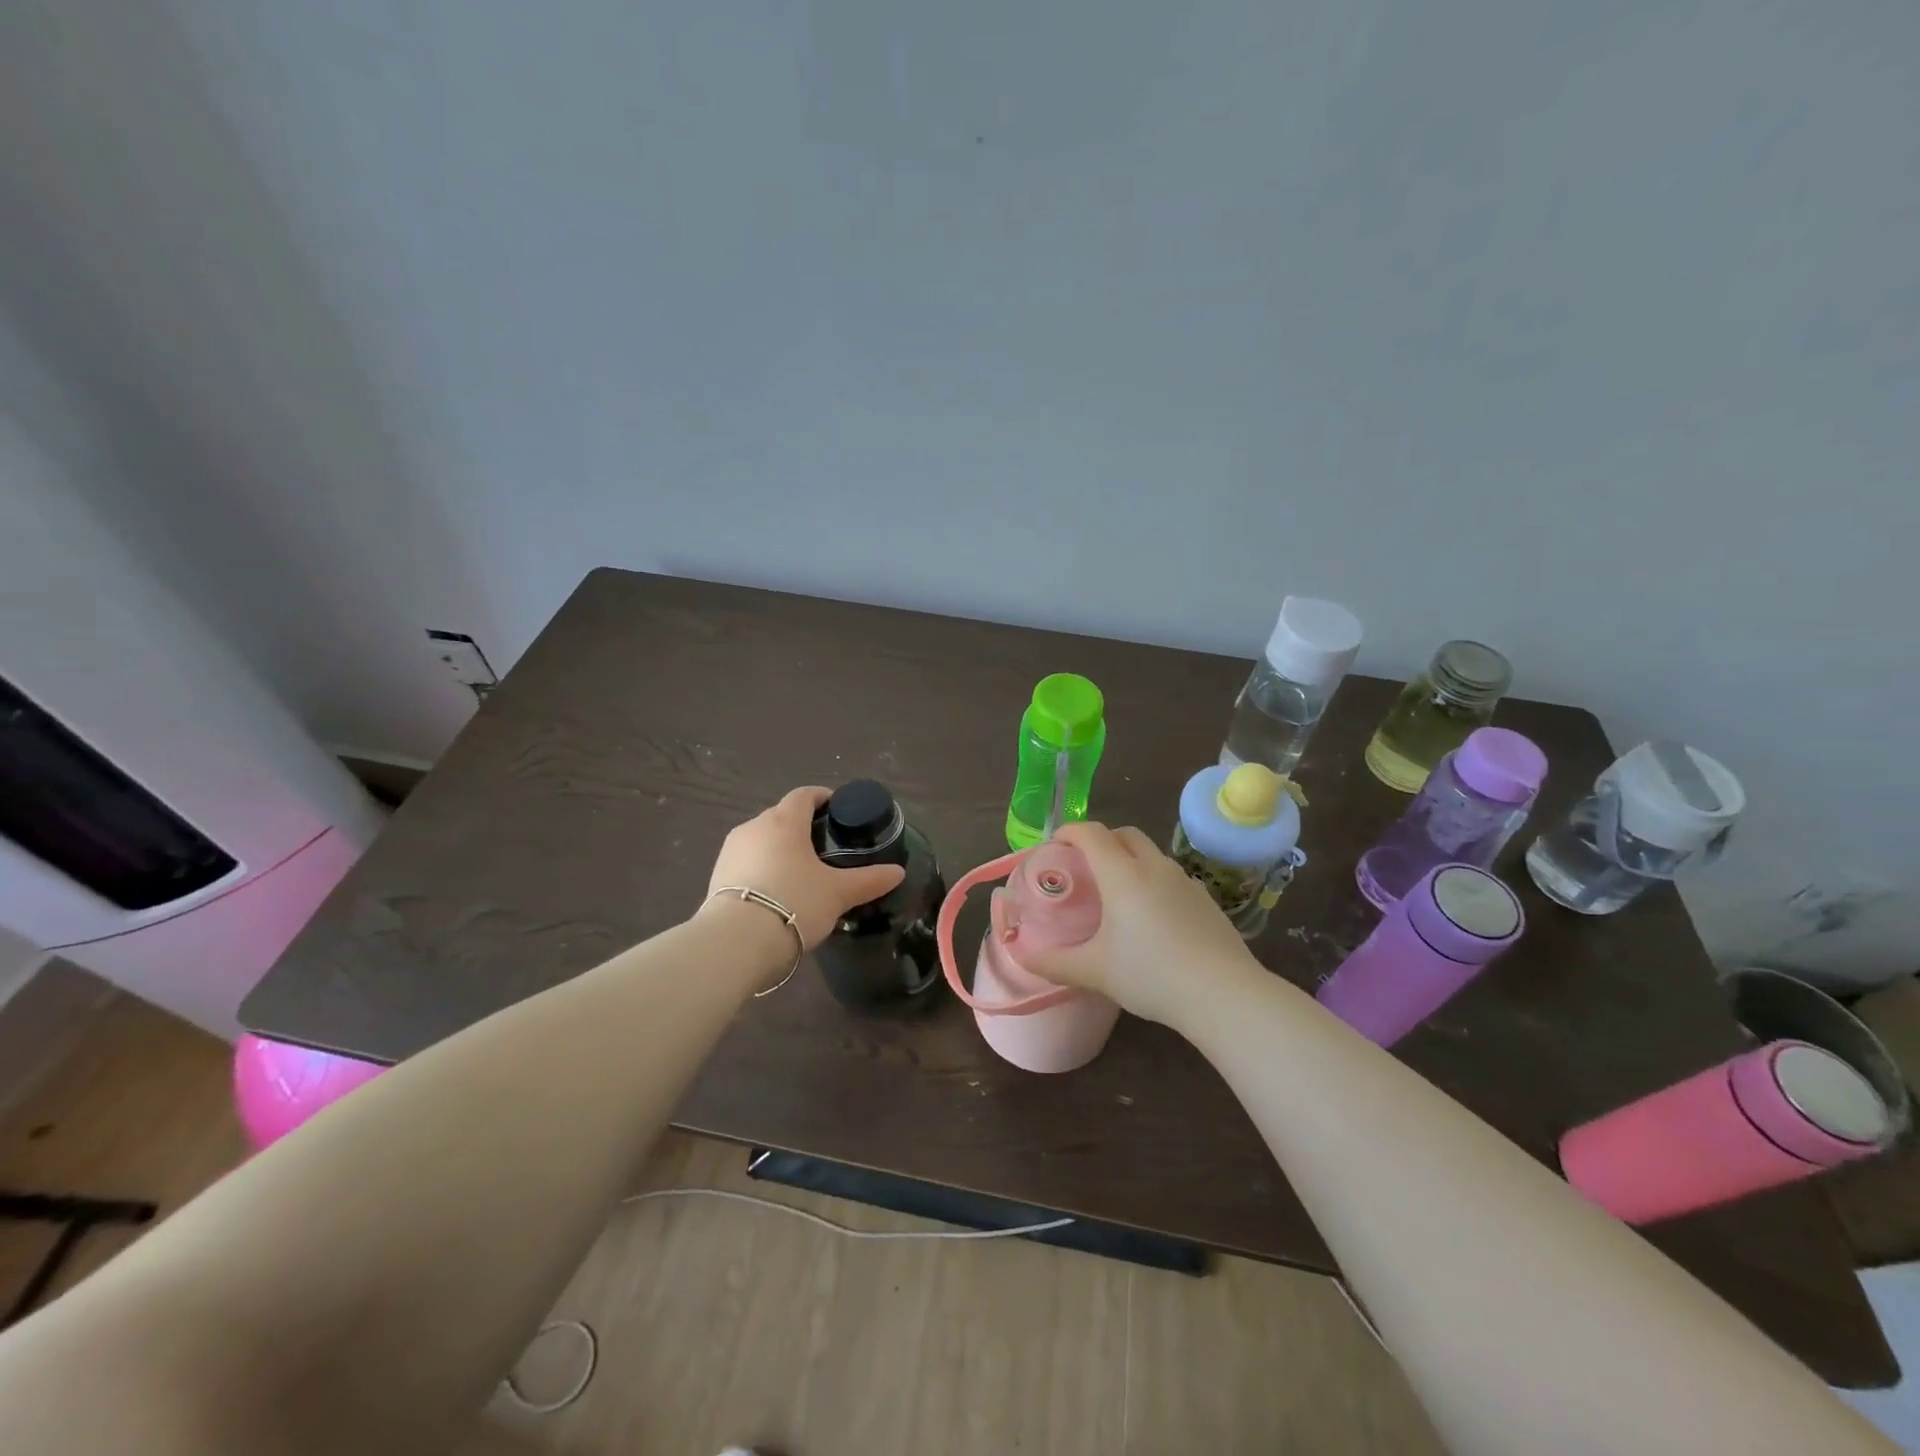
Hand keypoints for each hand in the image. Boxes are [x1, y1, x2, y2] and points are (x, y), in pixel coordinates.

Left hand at [705, 787, 905, 947]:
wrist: (736, 942)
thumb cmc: (794, 903)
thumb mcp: (839, 893)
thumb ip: (869, 880)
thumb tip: (898, 872)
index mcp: (785, 821)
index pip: (804, 795)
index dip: (822, 797)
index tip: (837, 809)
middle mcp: (754, 826)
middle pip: (781, 816)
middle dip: (801, 826)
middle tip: (824, 847)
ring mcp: (730, 850)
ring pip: (761, 839)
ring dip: (779, 848)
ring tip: (799, 872)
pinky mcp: (716, 875)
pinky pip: (746, 862)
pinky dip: (762, 868)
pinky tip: (774, 891)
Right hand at [1016, 821, 1260, 1028]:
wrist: (1223, 995)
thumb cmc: (1151, 975)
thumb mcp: (1095, 972)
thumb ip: (1054, 963)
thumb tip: (1022, 957)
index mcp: (1123, 874)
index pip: (1092, 834)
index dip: (1069, 831)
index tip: (1055, 844)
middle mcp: (1154, 867)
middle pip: (1124, 834)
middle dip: (1101, 840)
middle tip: (1084, 866)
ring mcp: (1185, 881)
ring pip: (1151, 854)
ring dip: (1129, 860)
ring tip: (1117, 893)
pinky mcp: (1206, 899)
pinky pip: (1171, 877)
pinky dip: (1153, 881)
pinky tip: (1152, 917)